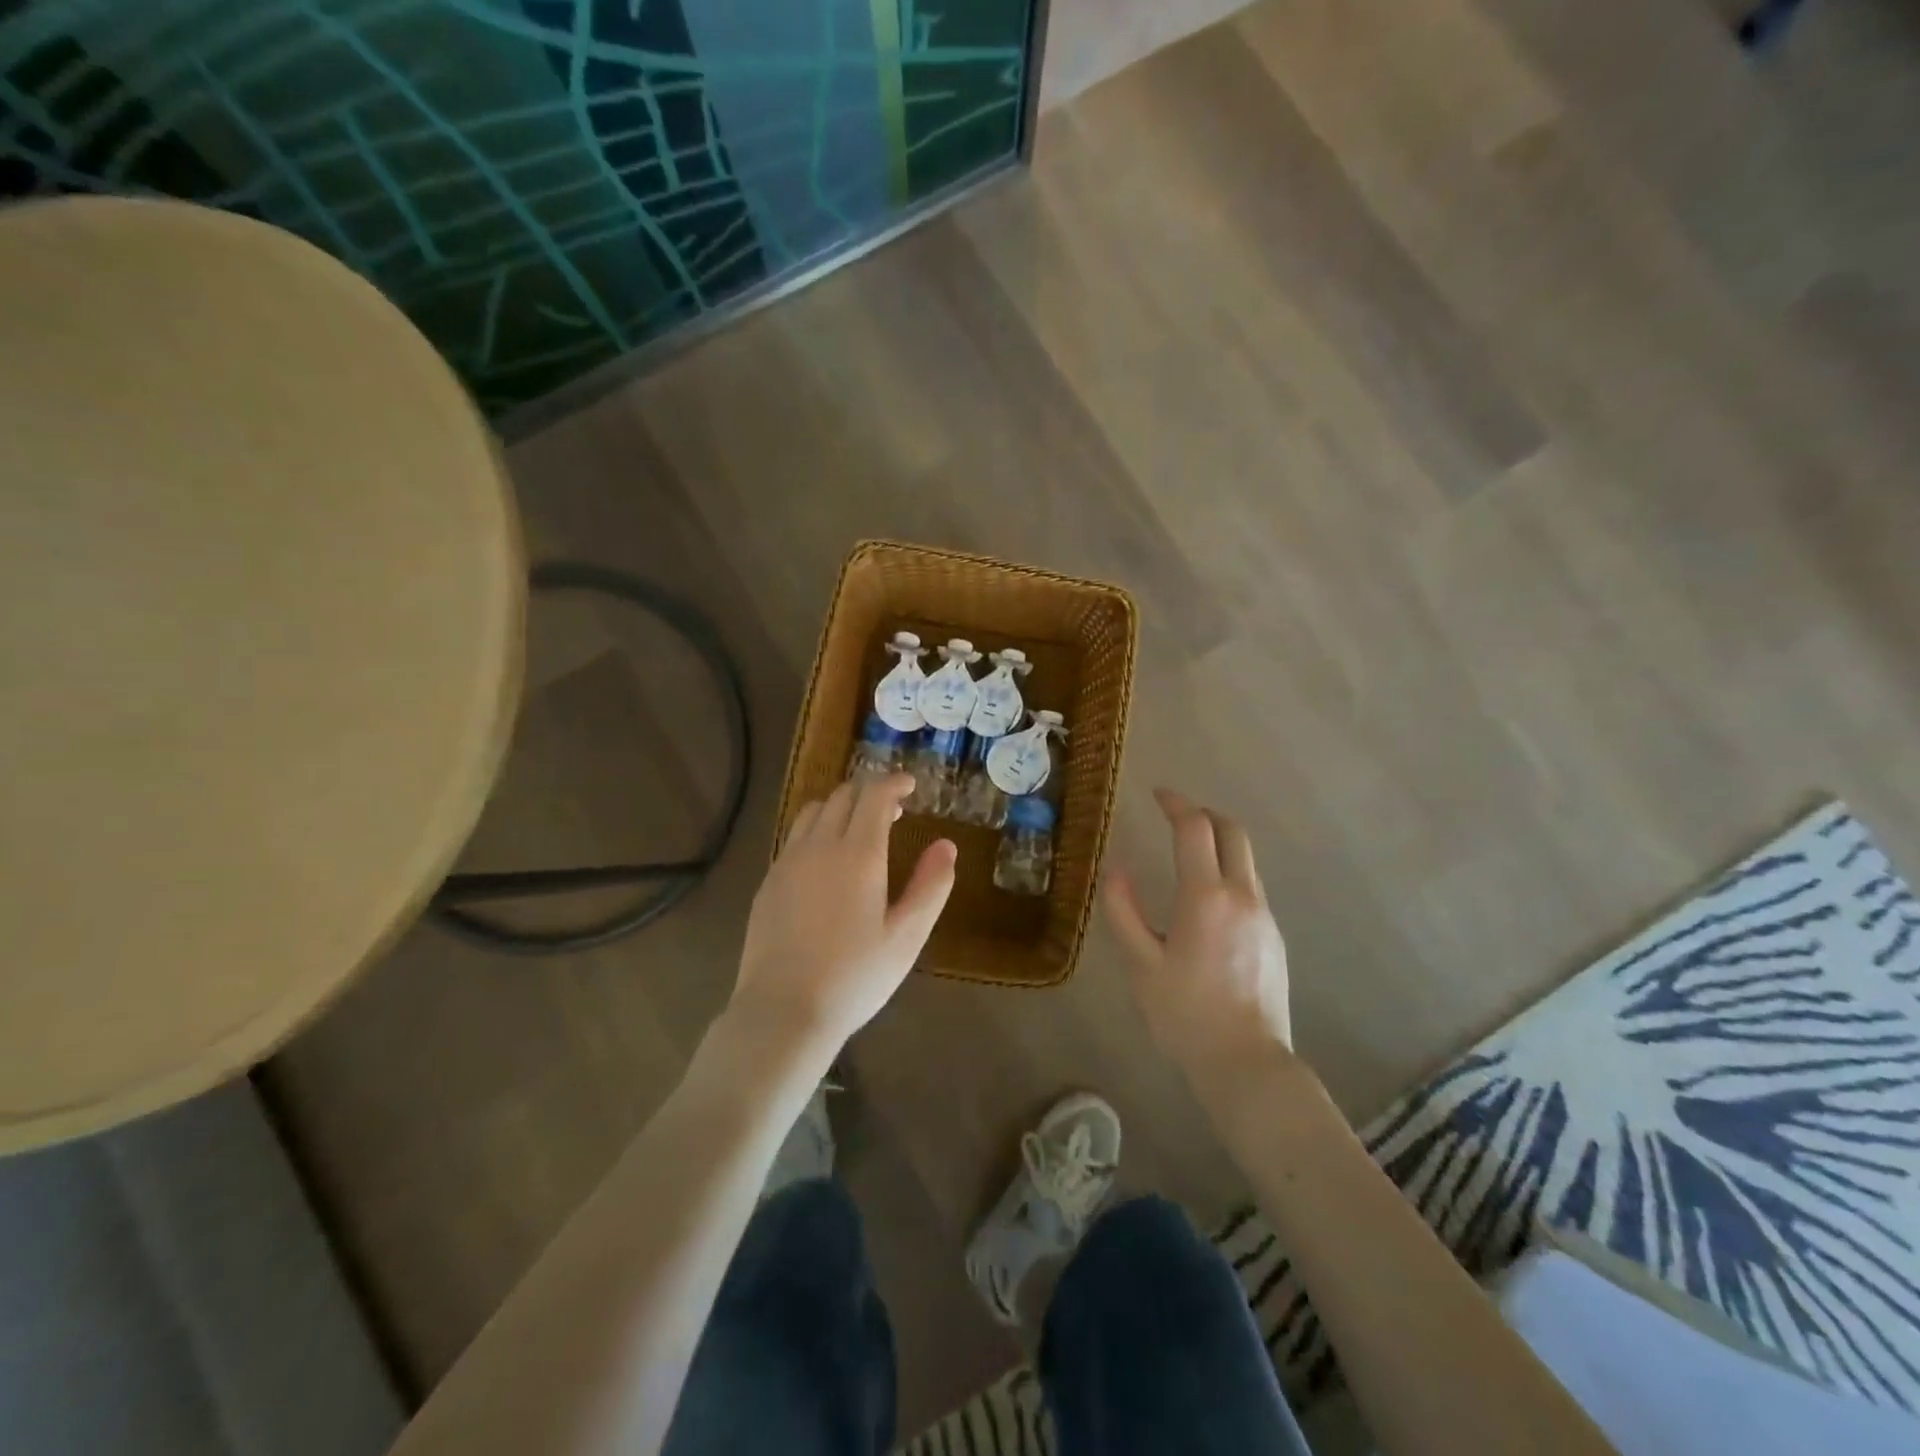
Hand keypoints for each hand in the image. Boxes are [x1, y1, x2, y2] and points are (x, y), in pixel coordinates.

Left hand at [732, 773, 956, 1057]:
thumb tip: (947, 845)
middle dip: (870, 791)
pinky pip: (795, 837)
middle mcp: (819, 846)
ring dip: (840, 806)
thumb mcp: (907, 936)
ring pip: (814, 811)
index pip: (875, 795)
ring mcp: (788, 862)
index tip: (911, 785)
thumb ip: (931, 886)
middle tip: (894, 809)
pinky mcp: (769, 881)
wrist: (783, 1010)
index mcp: (858, 853)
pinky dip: (817, 829)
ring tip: (859, 827)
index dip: (894, 782)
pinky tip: (826, 859)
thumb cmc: (855, 976)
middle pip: (843, 796)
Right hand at [1103, 788, 1292, 1075]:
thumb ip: (1123, 910)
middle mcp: (1243, 896)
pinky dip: (1228, 875)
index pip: (1195, 829)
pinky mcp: (1274, 938)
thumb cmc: (1185, 1014)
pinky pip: (1250, 889)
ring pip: (1245, 861)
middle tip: (1176, 816)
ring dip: (1219, 844)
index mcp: (1206, 897)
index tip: (1158, 795)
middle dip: (1205, 815)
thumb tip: (1115, 868)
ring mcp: (1264, 917)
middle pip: (1233, 833)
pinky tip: (1206, 905)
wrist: (1247, 1063)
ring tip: (1188, 857)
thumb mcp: (1140, 964)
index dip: (1176, 804)